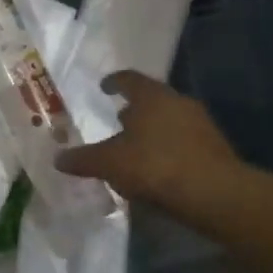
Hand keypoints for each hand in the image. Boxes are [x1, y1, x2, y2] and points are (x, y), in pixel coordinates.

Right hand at [56, 72, 243, 208]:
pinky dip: (167, 148)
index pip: (129, 79)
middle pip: (152, 100)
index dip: (113, 82)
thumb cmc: (154, 165)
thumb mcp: (109, 163)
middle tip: (117, 120)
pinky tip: (156, 167)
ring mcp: (200, 124)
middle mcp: (178, 102)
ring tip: (134, 147)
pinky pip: (183, 141)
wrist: (213, 193)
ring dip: (152, 130)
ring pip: (169, 120)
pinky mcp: (214, 148)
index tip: (103, 87)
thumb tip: (58, 158)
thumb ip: (83, 159)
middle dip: (134, 109)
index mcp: (152, 96)